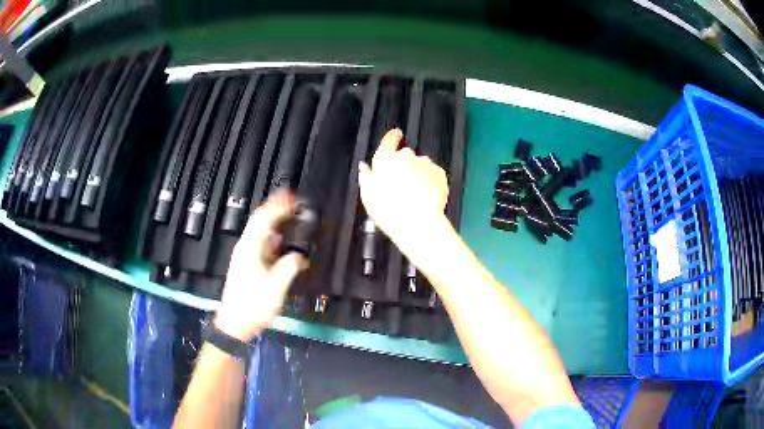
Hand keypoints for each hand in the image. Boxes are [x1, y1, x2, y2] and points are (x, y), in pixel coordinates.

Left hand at [215, 190, 307, 340]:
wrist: (235, 323)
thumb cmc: (253, 305)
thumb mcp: (275, 287)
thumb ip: (288, 267)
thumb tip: (299, 256)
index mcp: (250, 249)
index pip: (263, 219)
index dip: (278, 206)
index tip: (293, 199)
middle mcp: (245, 248)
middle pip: (258, 221)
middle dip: (274, 208)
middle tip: (291, 201)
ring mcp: (244, 256)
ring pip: (259, 231)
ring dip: (273, 221)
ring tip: (288, 216)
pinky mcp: (246, 265)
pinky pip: (260, 243)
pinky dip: (271, 236)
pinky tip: (280, 241)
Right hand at [358, 128, 449, 258]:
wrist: (418, 223)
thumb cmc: (389, 212)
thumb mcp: (368, 196)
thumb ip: (366, 177)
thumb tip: (364, 167)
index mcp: (385, 160)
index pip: (388, 141)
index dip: (392, 137)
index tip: (395, 135)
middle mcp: (406, 156)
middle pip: (405, 156)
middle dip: (404, 166)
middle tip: (400, 185)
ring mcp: (424, 163)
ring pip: (420, 165)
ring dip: (417, 175)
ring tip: (414, 195)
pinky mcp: (439, 173)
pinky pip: (433, 174)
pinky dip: (430, 182)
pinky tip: (425, 197)